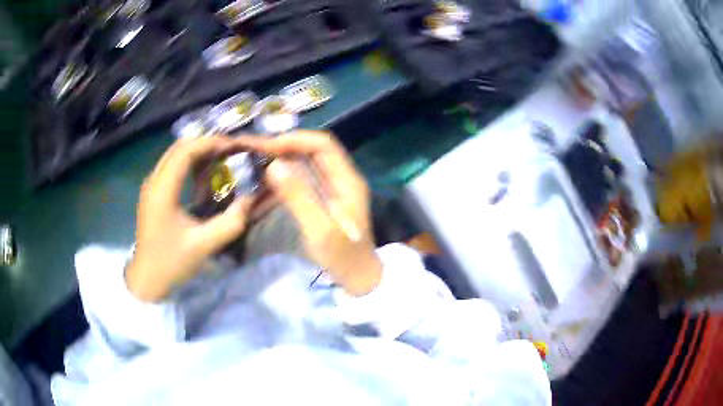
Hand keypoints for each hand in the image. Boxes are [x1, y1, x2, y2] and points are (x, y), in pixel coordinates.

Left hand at [126, 136, 252, 301]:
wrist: (146, 279)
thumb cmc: (170, 262)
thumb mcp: (203, 246)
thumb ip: (230, 223)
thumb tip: (251, 200)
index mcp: (163, 190)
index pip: (186, 151)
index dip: (210, 143)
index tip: (233, 146)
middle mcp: (154, 180)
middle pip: (179, 147)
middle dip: (205, 143)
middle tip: (229, 150)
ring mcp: (151, 185)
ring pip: (174, 154)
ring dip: (197, 151)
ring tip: (220, 158)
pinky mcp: (153, 193)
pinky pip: (172, 166)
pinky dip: (189, 162)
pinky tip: (203, 174)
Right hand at [235, 131, 381, 295]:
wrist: (360, 279)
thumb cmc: (344, 257)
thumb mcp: (320, 230)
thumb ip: (299, 197)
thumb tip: (274, 165)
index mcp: (347, 180)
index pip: (323, 144)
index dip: (296, 140)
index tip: (268, 147)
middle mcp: (342, 178)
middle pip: (314, 150)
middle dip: (286, 147)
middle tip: (257, 152)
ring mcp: (334, 188)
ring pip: (307, 163)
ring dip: (284, 160)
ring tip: (259, 163)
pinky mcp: (325, 199)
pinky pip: (304, 179)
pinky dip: (286, 176)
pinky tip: (269, 182)